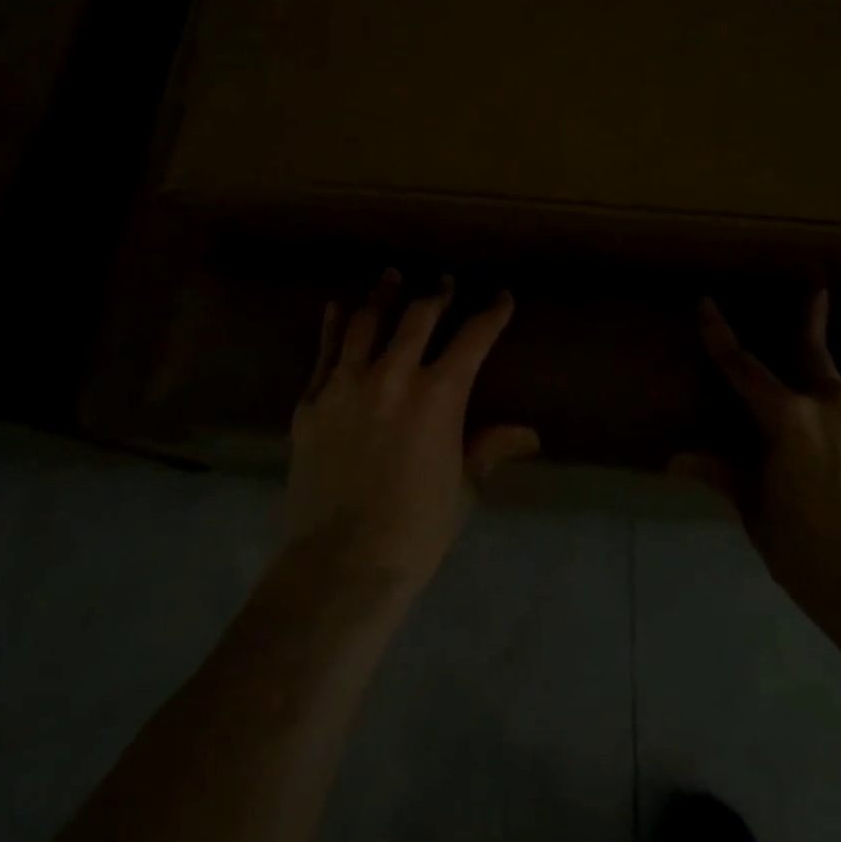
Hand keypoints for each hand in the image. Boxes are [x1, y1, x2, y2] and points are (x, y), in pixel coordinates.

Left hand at [285, 269, 540, 599]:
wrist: (339, 565)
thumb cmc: (414, 531)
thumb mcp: (461, 488)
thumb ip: (488, 448)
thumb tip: (529, 433)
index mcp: (438, 396)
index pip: (473, 339)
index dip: (491, 314)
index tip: (501, 297)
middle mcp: (393, 376)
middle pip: (418, 317)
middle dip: (436, 295)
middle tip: (444, 283)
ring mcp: (346, 385)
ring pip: (366, 323)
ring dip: (382, 296)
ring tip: (391, 276)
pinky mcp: (311, 402)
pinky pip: (323, 352)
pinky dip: (333, 326)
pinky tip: (337, 307)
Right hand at [672, 290, 840, 635]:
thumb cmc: (811, 555)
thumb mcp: (758, 514)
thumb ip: (724, 475)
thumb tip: (676, 459)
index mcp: (786, 418)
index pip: (741, 367)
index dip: (719, 335)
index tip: (706, 304)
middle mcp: (831, 403)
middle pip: (814, 350)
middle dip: (811, 316)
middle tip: (815, 287)